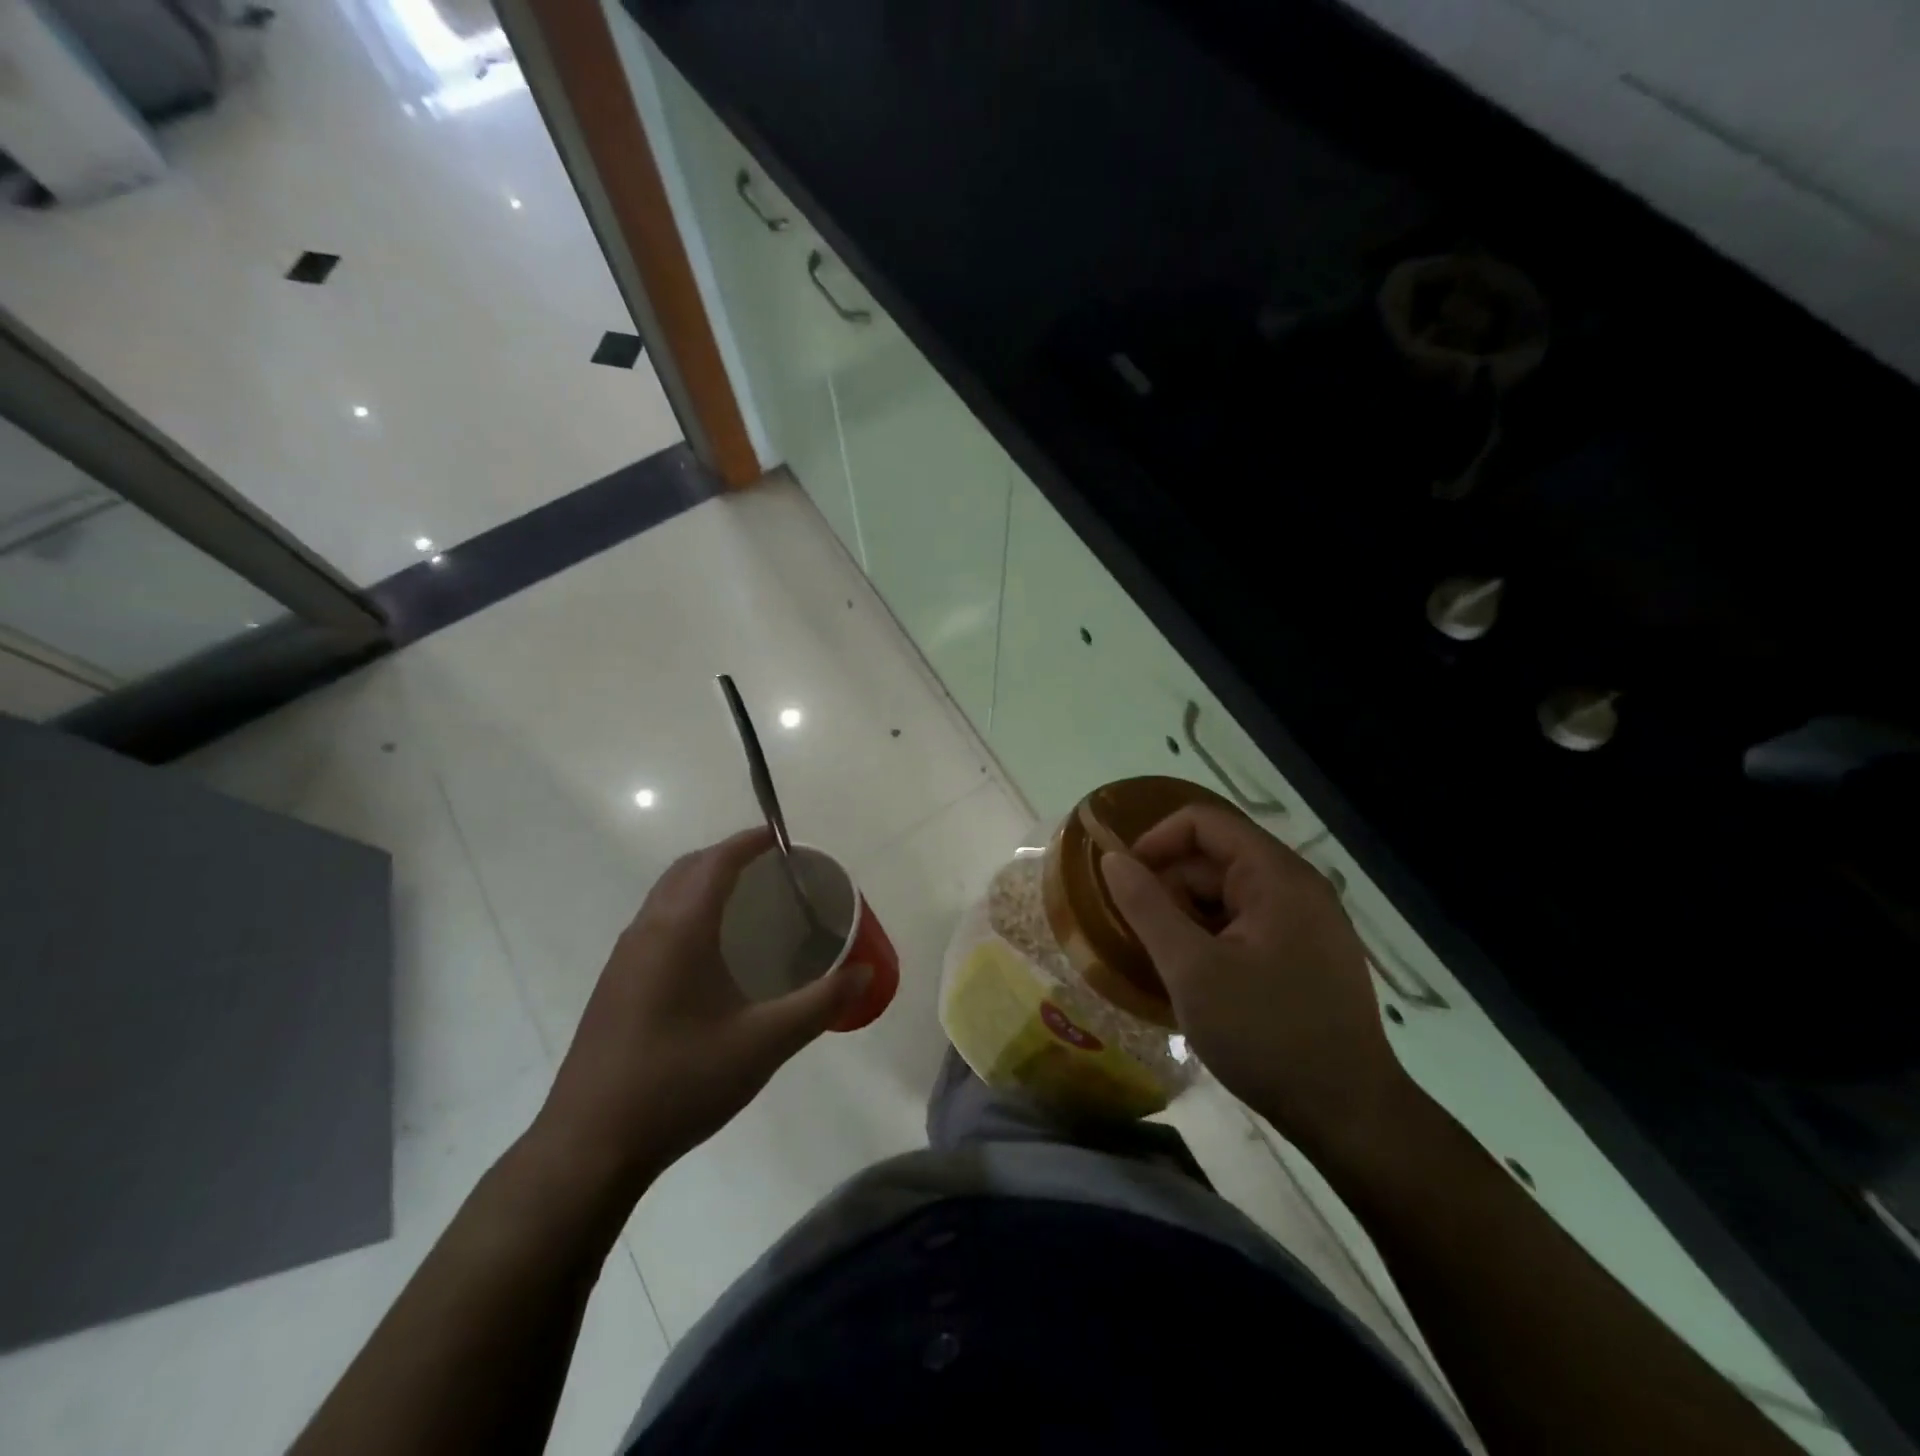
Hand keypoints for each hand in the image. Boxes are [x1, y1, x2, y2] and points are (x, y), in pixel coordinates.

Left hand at [531, 827, 872, 1192]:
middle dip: (728, 856)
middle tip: (772, 871)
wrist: (590, 1146)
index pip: (717, 861)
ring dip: (704, 883)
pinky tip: (711, 955)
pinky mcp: (615, 985)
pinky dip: (687, 911)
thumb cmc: (681, 1082)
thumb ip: (820, 1004)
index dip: (750, 841)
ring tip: (747, 904)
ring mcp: (624, 958)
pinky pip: (656, 923)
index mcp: (680, 930)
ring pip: (666, 896)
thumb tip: (865, 973)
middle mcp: (646, 930)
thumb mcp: (764, 1043)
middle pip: (688, 869)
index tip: (783, 838)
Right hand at [1100, 805, 1412, 1154]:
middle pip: (1216, 858)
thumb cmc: (1265, 1034)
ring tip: (1170, 963)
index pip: (1203, 823)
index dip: (1156, 841)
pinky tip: (1202, 978)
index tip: (1124, 882)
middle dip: (1171, 888)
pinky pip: (1249, 922)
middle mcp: (1298, 886)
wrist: (1349, 1114)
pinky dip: (1215, 936)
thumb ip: (1147, 907)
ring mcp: (1309, 921)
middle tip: (1145, 938)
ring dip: (1190, 916)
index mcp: (1276, 876)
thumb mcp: (1191, 969)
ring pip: (1230, 893)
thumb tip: (1113, 859)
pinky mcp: (1309, 952)